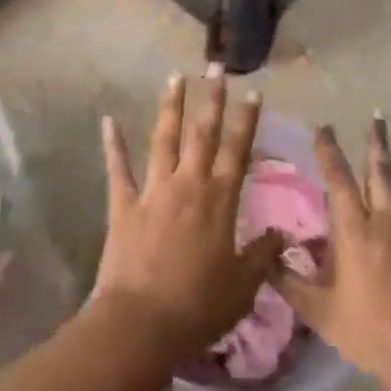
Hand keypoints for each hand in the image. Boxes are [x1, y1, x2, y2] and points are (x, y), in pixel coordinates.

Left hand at [92, 72, 285, 355]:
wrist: (142, 323)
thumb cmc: (199, 307)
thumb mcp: (243, 287)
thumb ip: (262, 255)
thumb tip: (281, 234)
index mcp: (219, 200)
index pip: (237, 150)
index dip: (246, 120)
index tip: (252, 91)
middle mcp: (188, 184)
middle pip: (202, 133)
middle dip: (210, 98)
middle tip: (214, 67)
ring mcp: (153, 190)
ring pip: (164, 139)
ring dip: (170, 107)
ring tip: (175, 78)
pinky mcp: (123, 204)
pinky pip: (118, 168)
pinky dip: (113, 144)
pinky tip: (108, 120)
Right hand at [277, 117, 390, 390]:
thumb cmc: (371, 333)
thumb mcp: (320, 312)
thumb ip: (290, 281)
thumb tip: (267, 255)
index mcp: (356, 230)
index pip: (339, 179)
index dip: (329, 151)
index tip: (324, 126)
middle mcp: (389, 223)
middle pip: (382, 173)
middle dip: (377, 143)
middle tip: (378, 115)